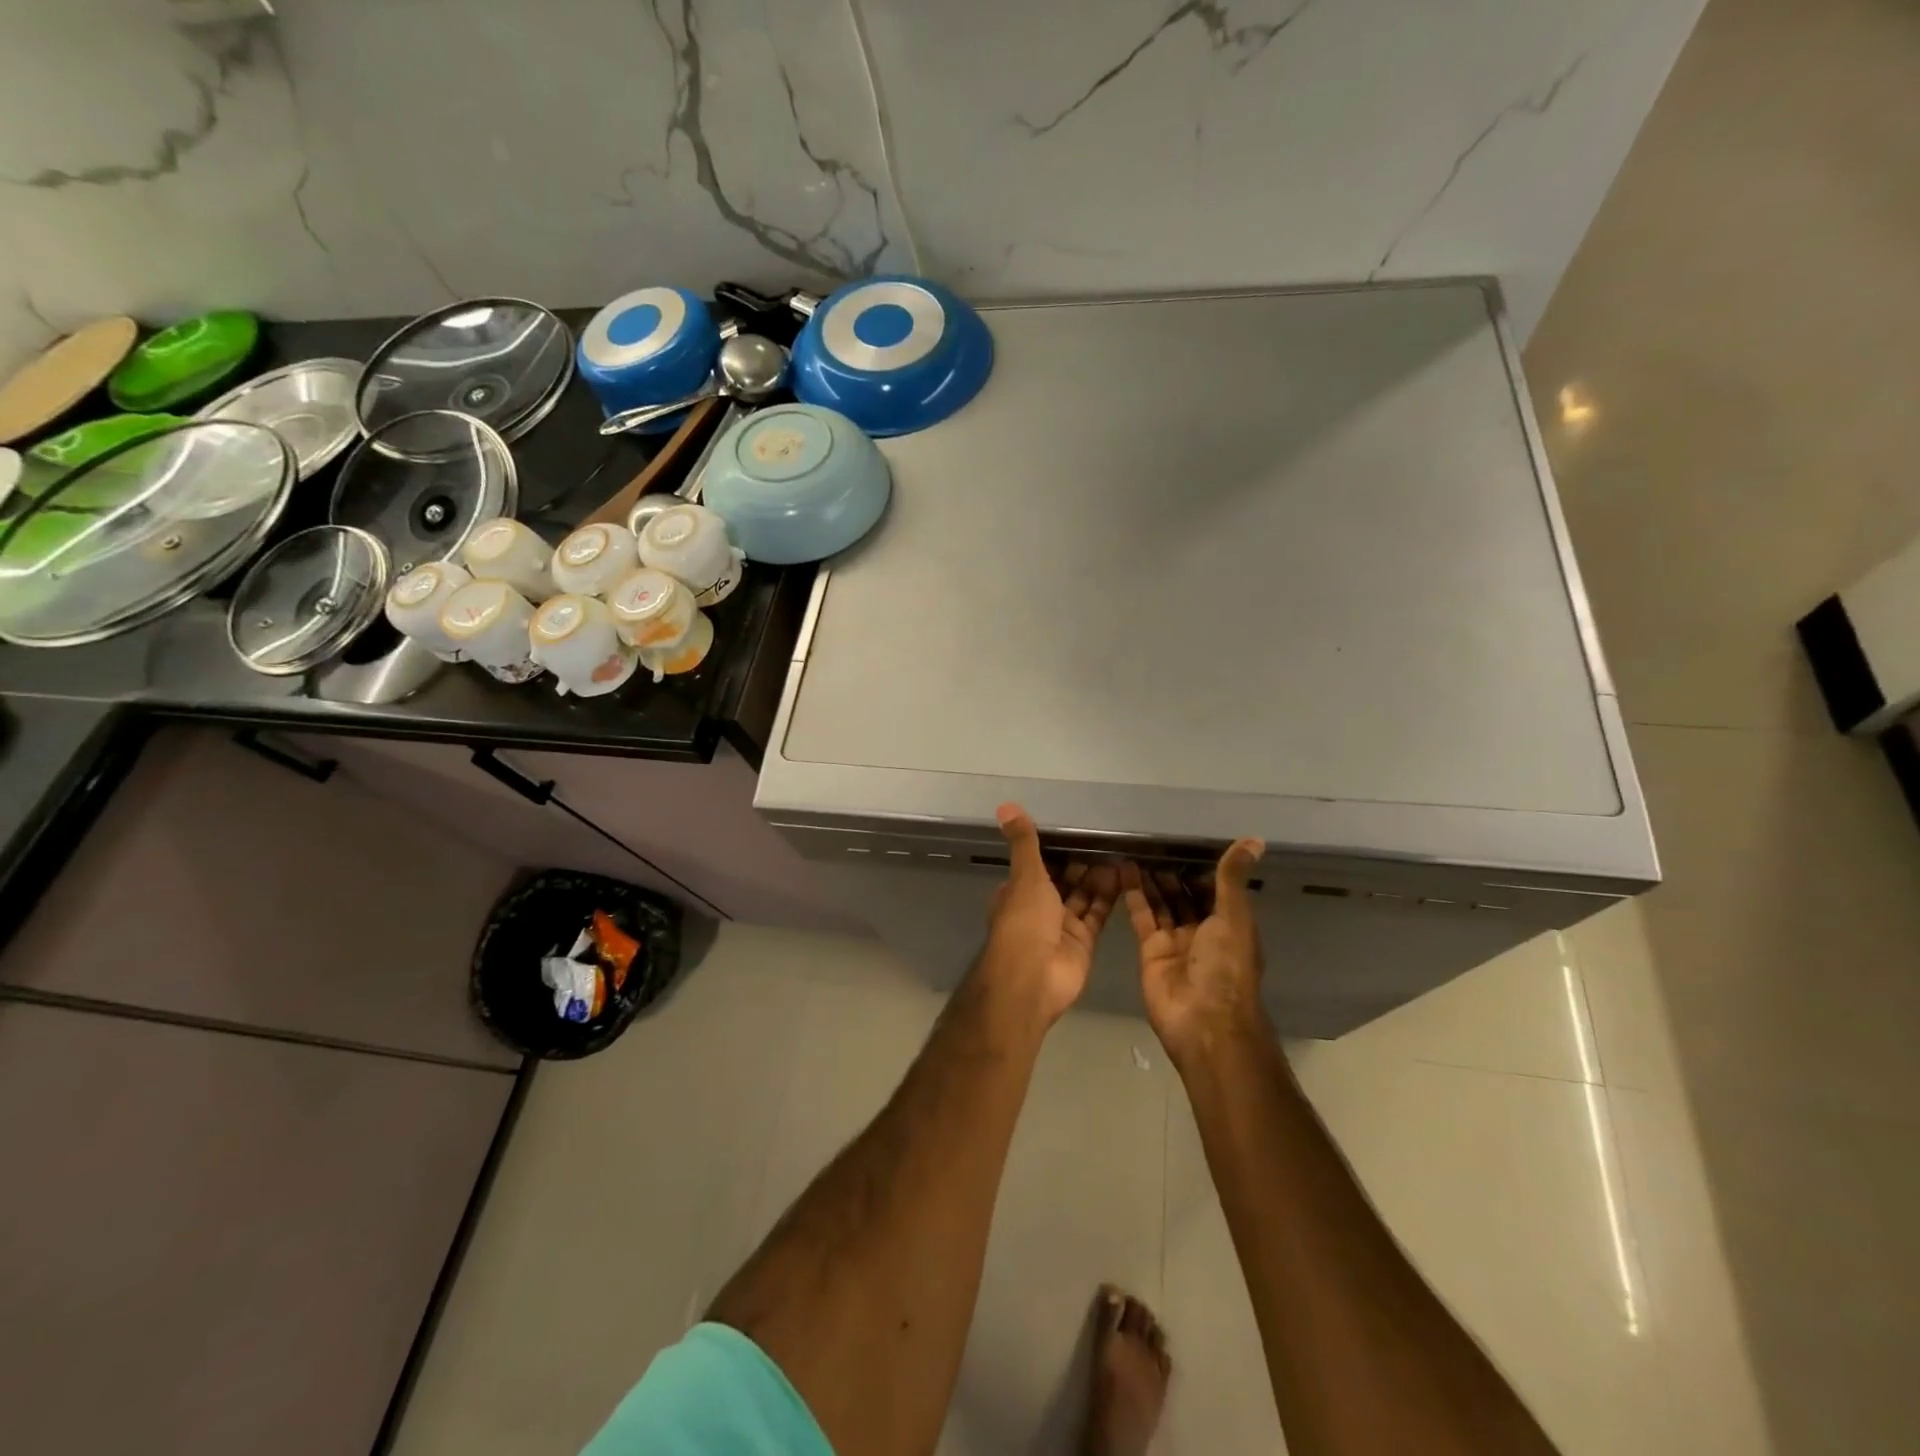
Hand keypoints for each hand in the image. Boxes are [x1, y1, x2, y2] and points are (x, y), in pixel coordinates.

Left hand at [980, 804, 1117, 1023]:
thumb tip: (1005, 805)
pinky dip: (1109, 897)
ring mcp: (1061, 926)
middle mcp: (1039, 908)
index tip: (1077, 830)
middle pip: (1063, 880)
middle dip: (1081, 862)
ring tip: (1120, 851)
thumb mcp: (1025, 875)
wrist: (1034, 978)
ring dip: (1098, 877)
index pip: (1038, 865)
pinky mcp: (1083, 942)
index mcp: (1018, 892)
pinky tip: (1125, 876)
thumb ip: (1024, 842)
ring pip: (1082, 895)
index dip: (1055, 850)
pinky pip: (1097, 914)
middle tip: (1107, 838)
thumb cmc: (1024, 921)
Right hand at [1121, 840, 1266, 1062]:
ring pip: (1162, 903)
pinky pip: (1142, 916)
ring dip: (1150, 878)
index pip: (1215, 888)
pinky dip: (1133, 894)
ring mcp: (1176, 941)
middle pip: (1185, 894)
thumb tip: (1256, 839)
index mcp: (1230, 924)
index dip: (1200, 866)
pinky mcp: (1150, 950)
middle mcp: (1204, 931)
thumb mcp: (1233, 917)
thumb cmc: (1226, 966)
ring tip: (1134, 848)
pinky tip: (1123, 869)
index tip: (1183, 838)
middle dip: (1171, 871)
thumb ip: (1232, 878)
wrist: (1203, 1021)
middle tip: (1151, 839)